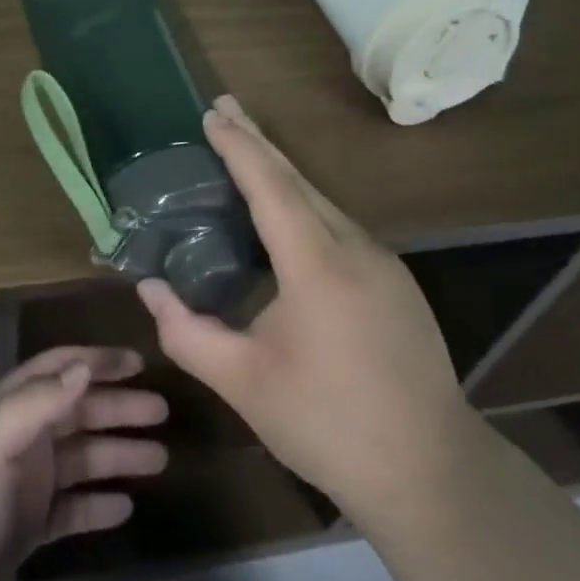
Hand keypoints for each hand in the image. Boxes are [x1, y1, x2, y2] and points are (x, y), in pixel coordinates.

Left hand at [0, 346, 167, 580]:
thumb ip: (37, 402)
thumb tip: (85, 365)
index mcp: (5, 409)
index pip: (57, 370)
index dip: (96, 361)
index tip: (139, 362)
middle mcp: (17, 439)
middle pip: (76, 412)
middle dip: (118, 408)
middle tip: (162, 413)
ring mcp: (22, 485)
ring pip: (80, 459)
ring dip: (117, 454)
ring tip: (159, 459)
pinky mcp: (25, 530)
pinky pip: (71, 508)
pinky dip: (97, 503)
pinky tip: (126, 507)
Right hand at [136, 95, 466, 523]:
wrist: (432, 473)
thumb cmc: (328, 425)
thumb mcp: (243, 383)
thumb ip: (187, 332)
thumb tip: (147, 289)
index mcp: (317, 265)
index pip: (270, 186)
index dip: (239, 146)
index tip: (212, 112)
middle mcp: (356, 248)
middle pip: (299, 181)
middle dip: (258, 142)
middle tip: (225, 107)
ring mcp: (383, 264)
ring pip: (323, 201)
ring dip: (282, 173)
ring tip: (246, 151)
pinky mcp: (395, 283)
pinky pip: (340, 226)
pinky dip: (304, 204)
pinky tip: (287, 216)